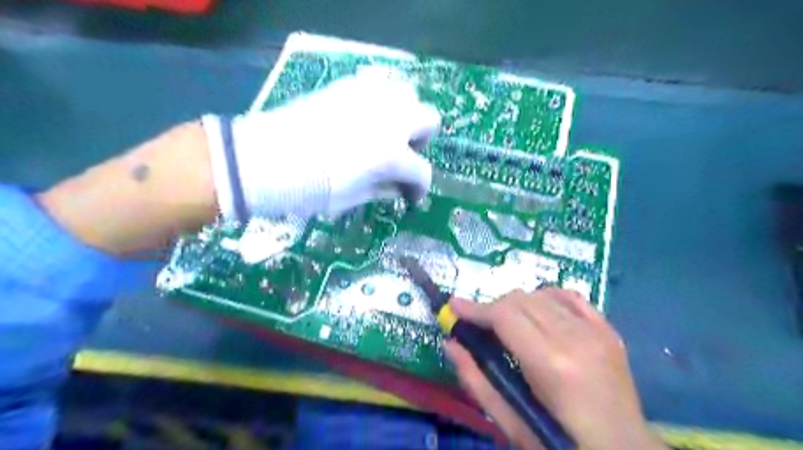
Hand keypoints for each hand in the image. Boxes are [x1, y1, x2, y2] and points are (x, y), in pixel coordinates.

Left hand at [200, 72, 438, 223]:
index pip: (421, 171)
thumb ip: (383, 189)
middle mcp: (389, 120)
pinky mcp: (347, 86)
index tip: (409, 197)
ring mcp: (369, 97)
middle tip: (401, 155)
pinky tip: (364, 118)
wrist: (262, 161)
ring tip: (386, 132)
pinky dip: (381, 101)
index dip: (419, 188)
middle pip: (428, 119)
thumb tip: (397, 187)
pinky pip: (378, 84)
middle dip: (421, 140)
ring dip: (405, 115)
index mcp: (391, 154)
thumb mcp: (352, 198)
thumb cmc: (309, 189)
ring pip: (408, 93)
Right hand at [446, 288, 665, 449]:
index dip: (475, 308)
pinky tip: (539, 313)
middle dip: (493, 308)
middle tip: (481, 326)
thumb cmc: (561, 443)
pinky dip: (547, 298)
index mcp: (551, 364)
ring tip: (510, 325)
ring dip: (517, 305)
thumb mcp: (512, 423)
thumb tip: (450, 344)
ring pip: (541, 295)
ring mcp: (596, 331)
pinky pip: (570, 297)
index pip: (504, 316)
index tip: (454, 306)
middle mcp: (575, 338)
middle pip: (520, 300)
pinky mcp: (608, 330)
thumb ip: (476, 381)